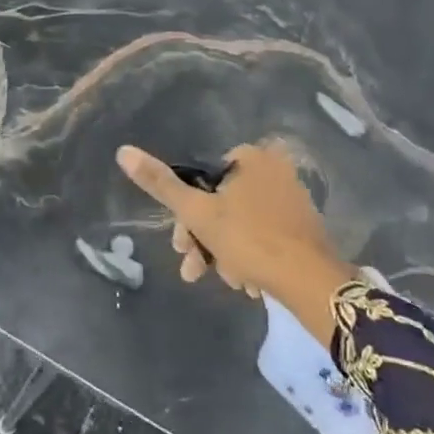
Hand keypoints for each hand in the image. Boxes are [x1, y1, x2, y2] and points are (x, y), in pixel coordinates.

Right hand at [116, 141, 352, 346]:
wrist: (311, 282)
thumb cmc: (250, 240)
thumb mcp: (197, 213)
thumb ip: (160, 184)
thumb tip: (122, 151)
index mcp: (251, 157)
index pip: (203, 179)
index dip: (187, 214)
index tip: (180, 245)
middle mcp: (275, 169)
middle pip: (222, 204)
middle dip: (205, 240)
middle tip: (196, 270)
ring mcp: (292, 197)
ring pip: (241, 224)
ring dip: (225, 253)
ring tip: (229, 282)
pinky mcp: (303, 225)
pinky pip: (264, 235)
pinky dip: (250, 255)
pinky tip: (247, 282)